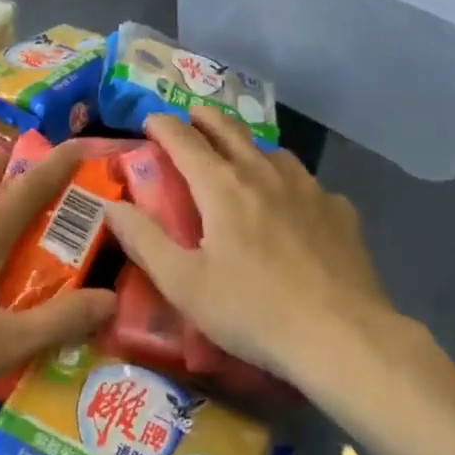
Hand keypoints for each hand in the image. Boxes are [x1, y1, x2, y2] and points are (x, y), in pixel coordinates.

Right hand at [105, 109, 388, 378]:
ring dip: (248, 147)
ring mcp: (307, 187)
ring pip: (271, 151)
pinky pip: (307, 183)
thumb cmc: (253, 310)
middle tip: (191, 117)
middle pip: (229, 129)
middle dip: (204, 118)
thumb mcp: (184, 284)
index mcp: (222, 186)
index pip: (184, 139)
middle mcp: (263, 172)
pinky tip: (294, 207)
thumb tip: (112, 205)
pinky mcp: (339, 209)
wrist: (341, 336)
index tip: (149, 121)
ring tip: (242, 161)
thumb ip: (143, 240)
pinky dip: (289, 184)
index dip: (162, 125)